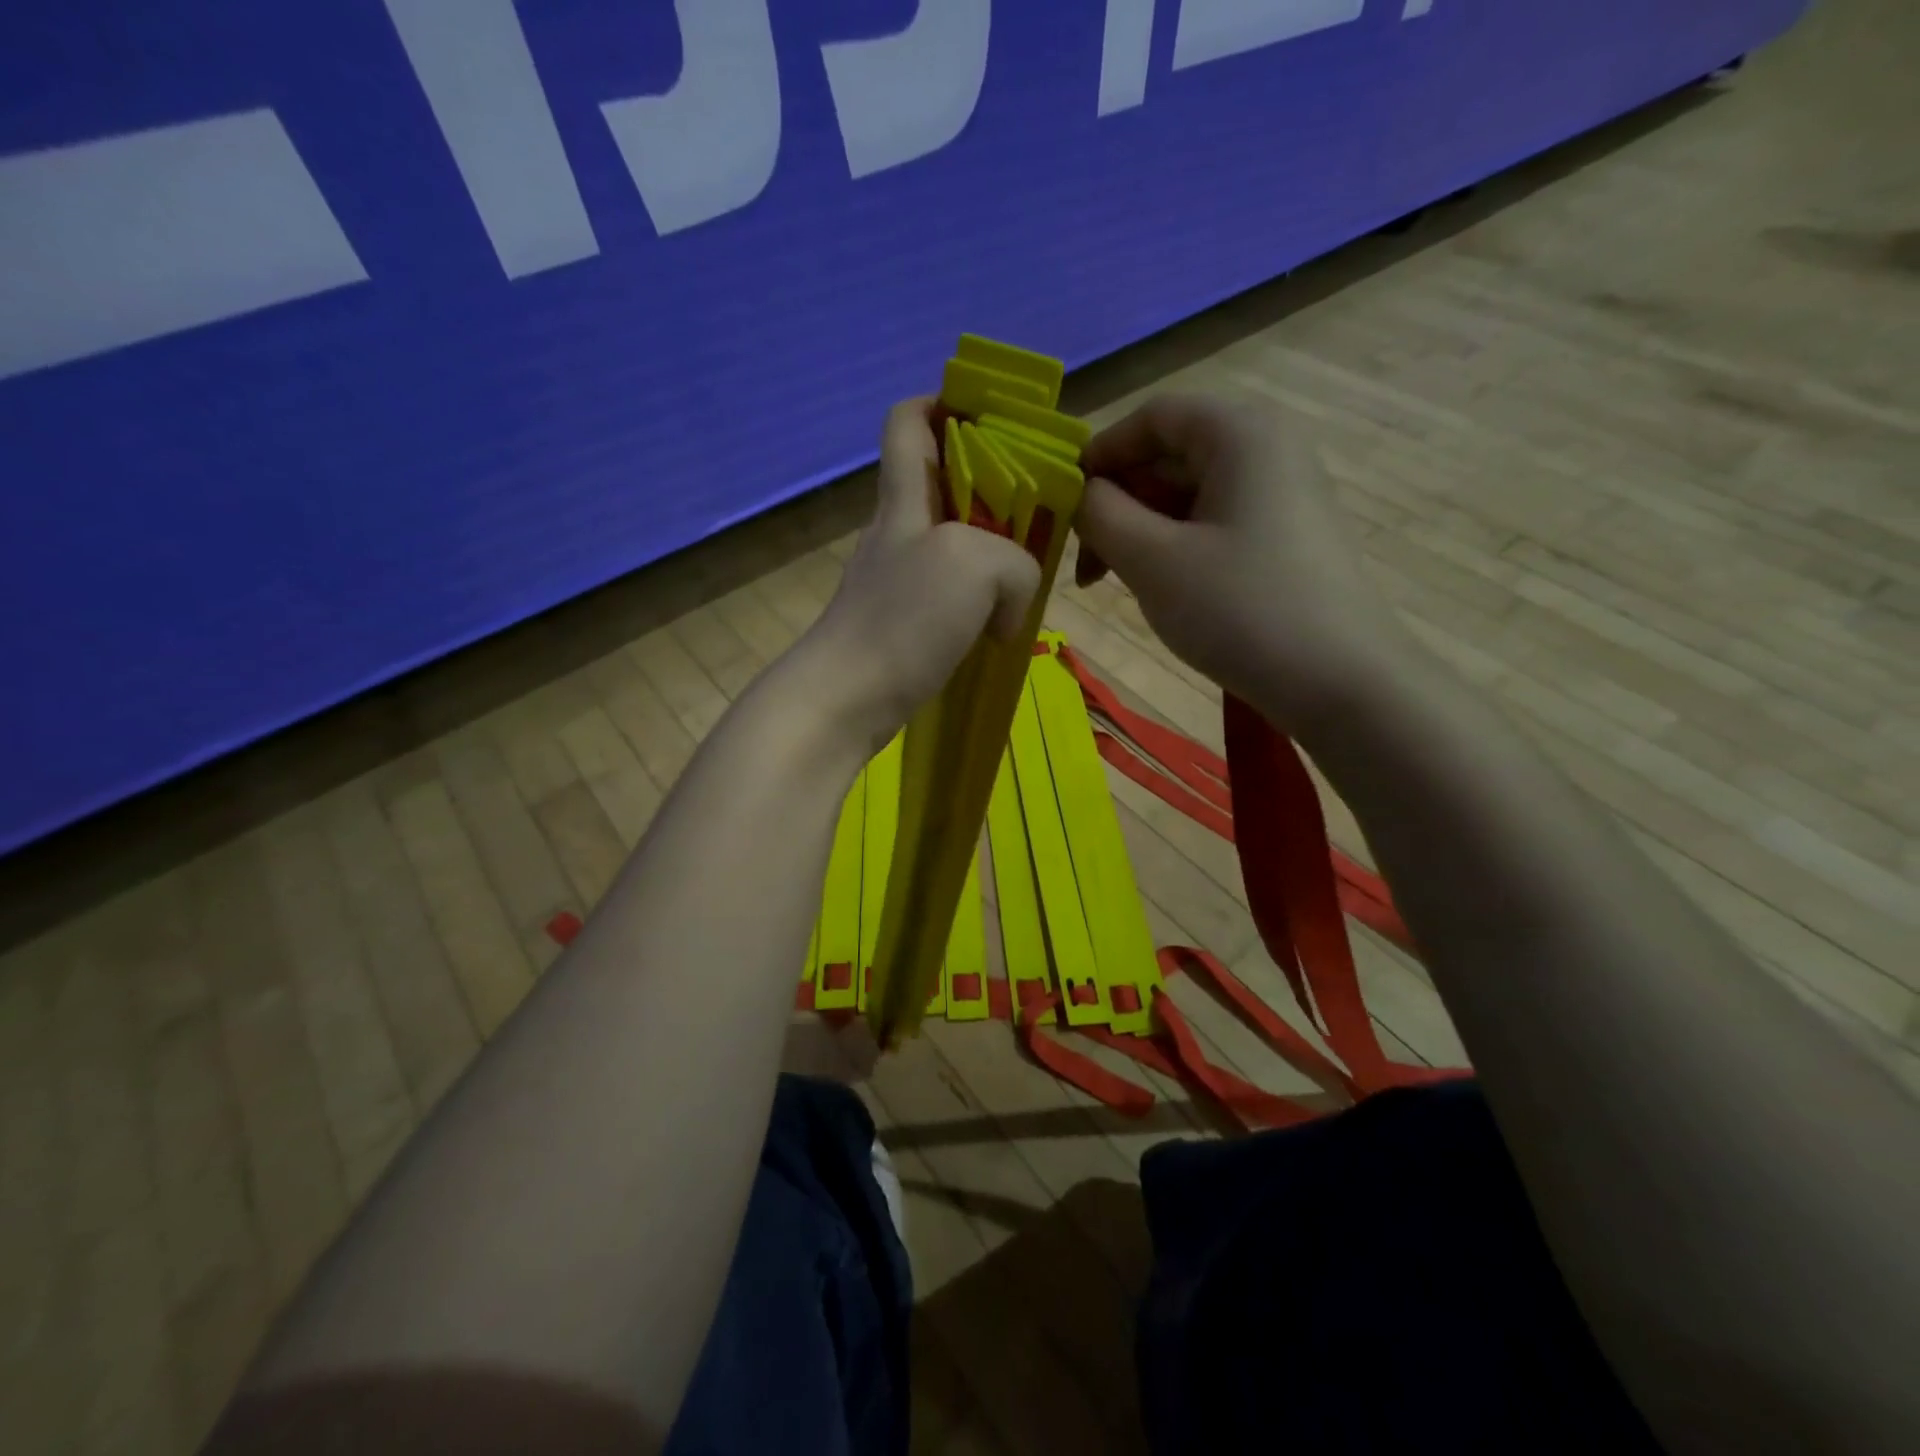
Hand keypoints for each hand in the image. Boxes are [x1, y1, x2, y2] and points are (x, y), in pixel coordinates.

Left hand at [801, 398, 1040, 755]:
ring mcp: (894, 581)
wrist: (844, 699)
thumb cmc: (903, 620)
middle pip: (940, 483)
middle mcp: (896, 532)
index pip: (907, 421)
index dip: (943, 403)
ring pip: (950, 544)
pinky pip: (948, 596)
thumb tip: (1010, 607)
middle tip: (1038, 511)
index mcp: (904, 499)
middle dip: (992, 487)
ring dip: (991, 552)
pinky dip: (978, 602)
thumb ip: (1014, 563)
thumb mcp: (975, 566)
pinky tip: (999, 626)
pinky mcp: (899, 625)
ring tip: (1028, 576)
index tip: (992, 419)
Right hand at [1076, 393, 1409, 733]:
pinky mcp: (1286, 535)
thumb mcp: (1152, 560)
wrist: (1341, 683)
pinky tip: (1158, 588)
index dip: (1101, 453)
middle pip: (1170, 455)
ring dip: (1140, 532)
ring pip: (1188, 494)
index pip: (1153, 416)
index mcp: (1239, 433)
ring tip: (1112, 583)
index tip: (1064, 504)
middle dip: (1118, 504)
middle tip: (1085, 563)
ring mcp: (1282, 492)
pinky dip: (1174, 547)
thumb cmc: (1239, 610)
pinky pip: (1214, 522)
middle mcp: (1267, 447)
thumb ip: (1100, 514)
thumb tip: (1080, 493)